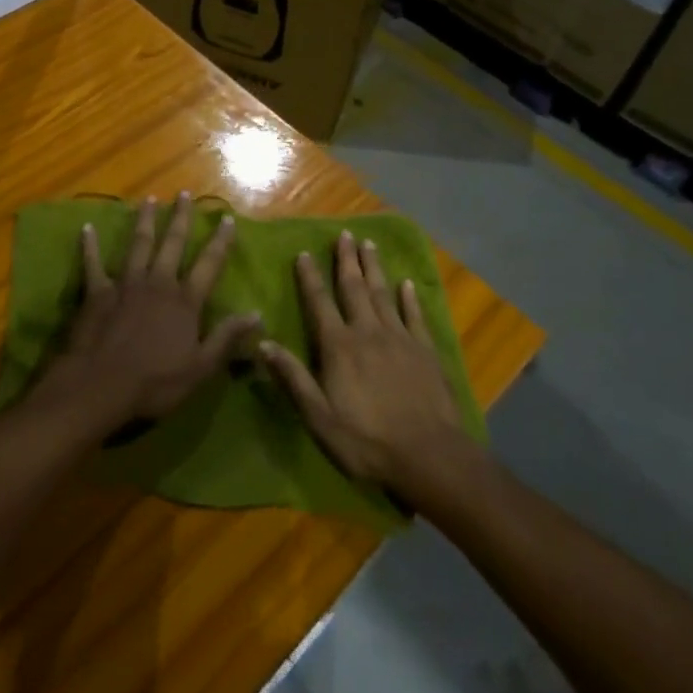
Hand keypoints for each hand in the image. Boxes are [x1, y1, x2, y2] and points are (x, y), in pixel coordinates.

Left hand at [36, 193, 260, 434]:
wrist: (101, 385)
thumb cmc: (155, 382)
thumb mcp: (200, 367)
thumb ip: (227, 337)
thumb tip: (258, 313)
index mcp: (185, 301)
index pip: (208, 264)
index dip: (220, 241)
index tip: (226, 218)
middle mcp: (158, 282)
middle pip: (172, 244)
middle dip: (180, 218)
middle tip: (184, 194)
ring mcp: (126, 283)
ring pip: (138, 244)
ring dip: (144, 221)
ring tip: (149, 200)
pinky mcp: (97, 291)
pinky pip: (93, 263)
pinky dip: (90, 246)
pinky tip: (87, 228)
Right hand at [259, 231, 475, 502]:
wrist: (429, 457)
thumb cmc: (367, 442)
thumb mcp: (319, 418)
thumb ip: (293, 378)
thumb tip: (262, 343)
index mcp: (339, 347)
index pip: (320, 303)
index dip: (310, 277)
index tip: (303, 253)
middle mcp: (368, 332)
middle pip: (354, 288)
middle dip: (346, 260)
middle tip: (344, 234)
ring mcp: (400, 339)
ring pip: (383, 294)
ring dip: (374, 268)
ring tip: (369, 244)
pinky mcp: (425, 351)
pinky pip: (415, 316)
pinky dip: (409, 298)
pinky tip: (407, 283)